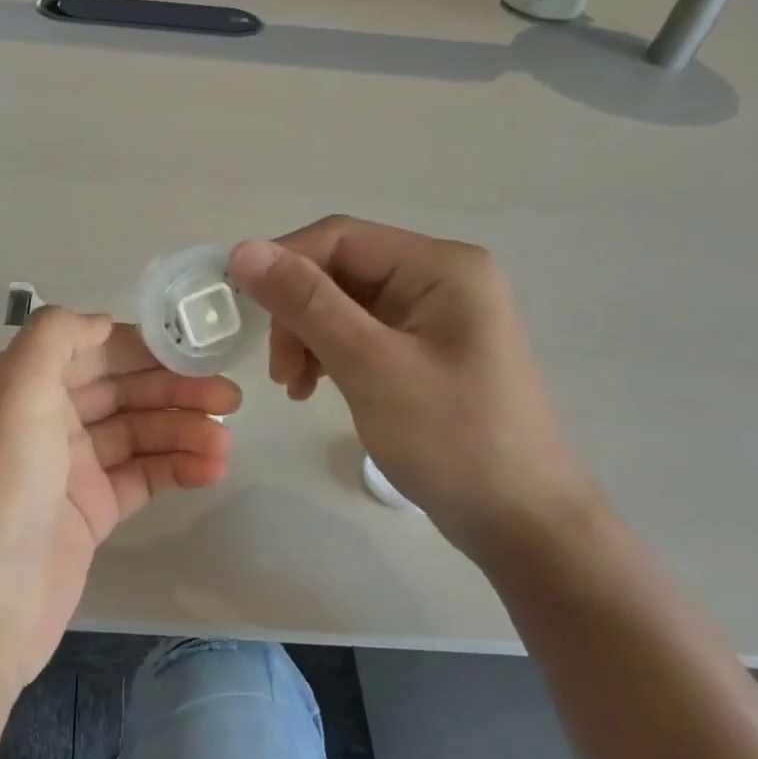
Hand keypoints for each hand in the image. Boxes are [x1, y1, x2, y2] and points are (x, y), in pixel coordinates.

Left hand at [0, 308, 239, 692]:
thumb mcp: (12, 392)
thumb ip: (54, 338)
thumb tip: (100, 322)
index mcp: (17, 387)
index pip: (88, 350)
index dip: (140, 346)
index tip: (195, 346)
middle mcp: (41, 422)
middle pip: (118, 390)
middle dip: (172, 388)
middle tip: (230, 396)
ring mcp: (66, 471)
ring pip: (136, 435)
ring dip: (182, 432)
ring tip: (226, 442)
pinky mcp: (89, 514)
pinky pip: (141, 478)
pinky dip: (175, 469)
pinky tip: (212, 469)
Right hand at [228, 217, 597, 560]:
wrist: (518, 520)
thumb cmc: (451, 439)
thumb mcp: (371, 366)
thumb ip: (307, 304)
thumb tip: (243, 250)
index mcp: (440, 266)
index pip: (340, 237)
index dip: (282, 264)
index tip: (239, 309)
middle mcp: (439, 278)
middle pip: (340, 271)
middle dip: (296, 313)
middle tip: (278, 372)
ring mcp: (433, 316)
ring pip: (343, 305)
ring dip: (307, 337)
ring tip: (293, 387)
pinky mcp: (424, 351)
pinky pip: (360, 334)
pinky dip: (328, 355)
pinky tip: (313, 388)